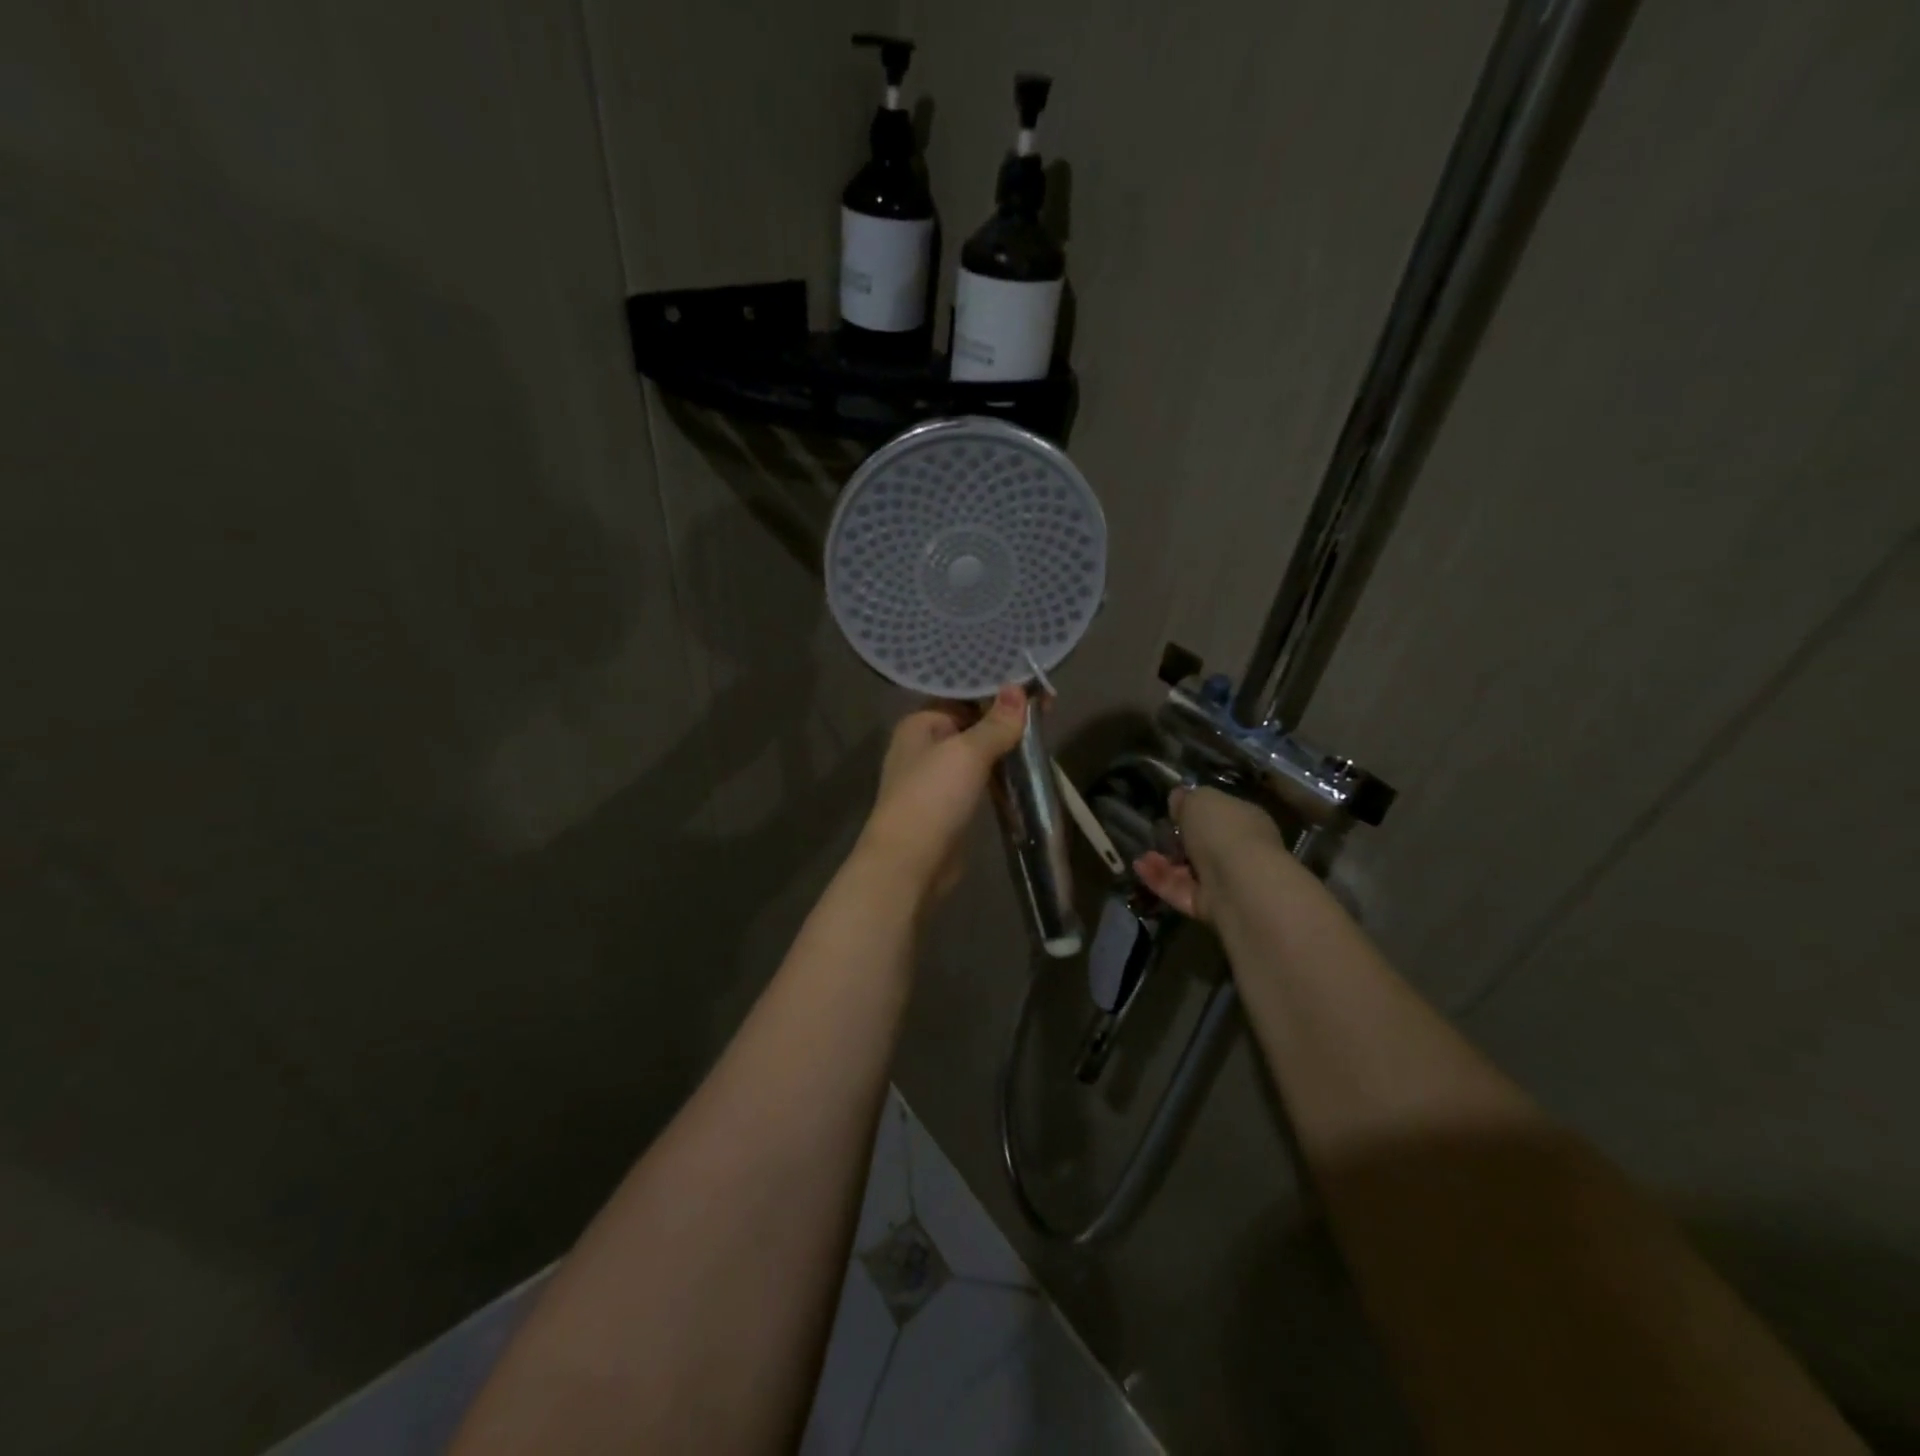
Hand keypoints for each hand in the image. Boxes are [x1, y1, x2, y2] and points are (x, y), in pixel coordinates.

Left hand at [856, 686, 1027, 902]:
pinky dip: (999, 775)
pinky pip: (978, 781)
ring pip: (976, 754)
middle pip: (971, 724)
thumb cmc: (933, 797)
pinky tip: (1025, 771)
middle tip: (1047, 710)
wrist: (910, 863)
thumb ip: (995, 723)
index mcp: (919, 724)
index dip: (997, 692)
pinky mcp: (949, 806)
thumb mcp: (968, 753)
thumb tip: (1017, 688)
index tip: (1035, 689)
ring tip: (1043, 737)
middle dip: (1005, 720)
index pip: (962, 696)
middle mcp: (923, 746)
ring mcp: (935, 779)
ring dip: (1004, 748)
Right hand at [1134, 786, 1285, 922]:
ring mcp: (1226, 882)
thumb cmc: (1224, 832)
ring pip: (1190, 871)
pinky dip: (1159, 880)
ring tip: (1143, 855)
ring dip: (1164, 863)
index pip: (1220, 814)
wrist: (1240, 885)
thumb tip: (1179, 798)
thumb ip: (1187, 799)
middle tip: (1156, 834)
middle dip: (1178, 842)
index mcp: (1245, 821)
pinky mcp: (1209, 907)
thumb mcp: (1199, 800)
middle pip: (1204, 846)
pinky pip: (1180, 891)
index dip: (1196, 812)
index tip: (1172, 811)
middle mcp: (1240, 852)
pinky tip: (1139, 868)